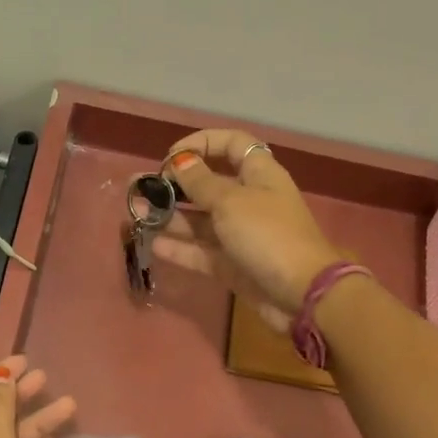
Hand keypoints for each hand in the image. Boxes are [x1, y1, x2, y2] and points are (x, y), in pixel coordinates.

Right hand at [153, 130, 340, 329]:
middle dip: (175, 184)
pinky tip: (153, 244)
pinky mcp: (233, 265)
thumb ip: (200, 182)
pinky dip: (180, 247)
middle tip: (140, 187)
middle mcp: (250, 200)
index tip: (172, 156)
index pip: (231, 145)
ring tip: (136, 212)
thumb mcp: (231, 202)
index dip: (202, 143)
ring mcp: (241, 235)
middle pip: (209, 184)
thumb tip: (180, 161)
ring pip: (201, 220)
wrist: (301, 294)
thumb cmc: (268, 235)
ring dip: (170, 216)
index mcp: (259, 174)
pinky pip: (202, 251)